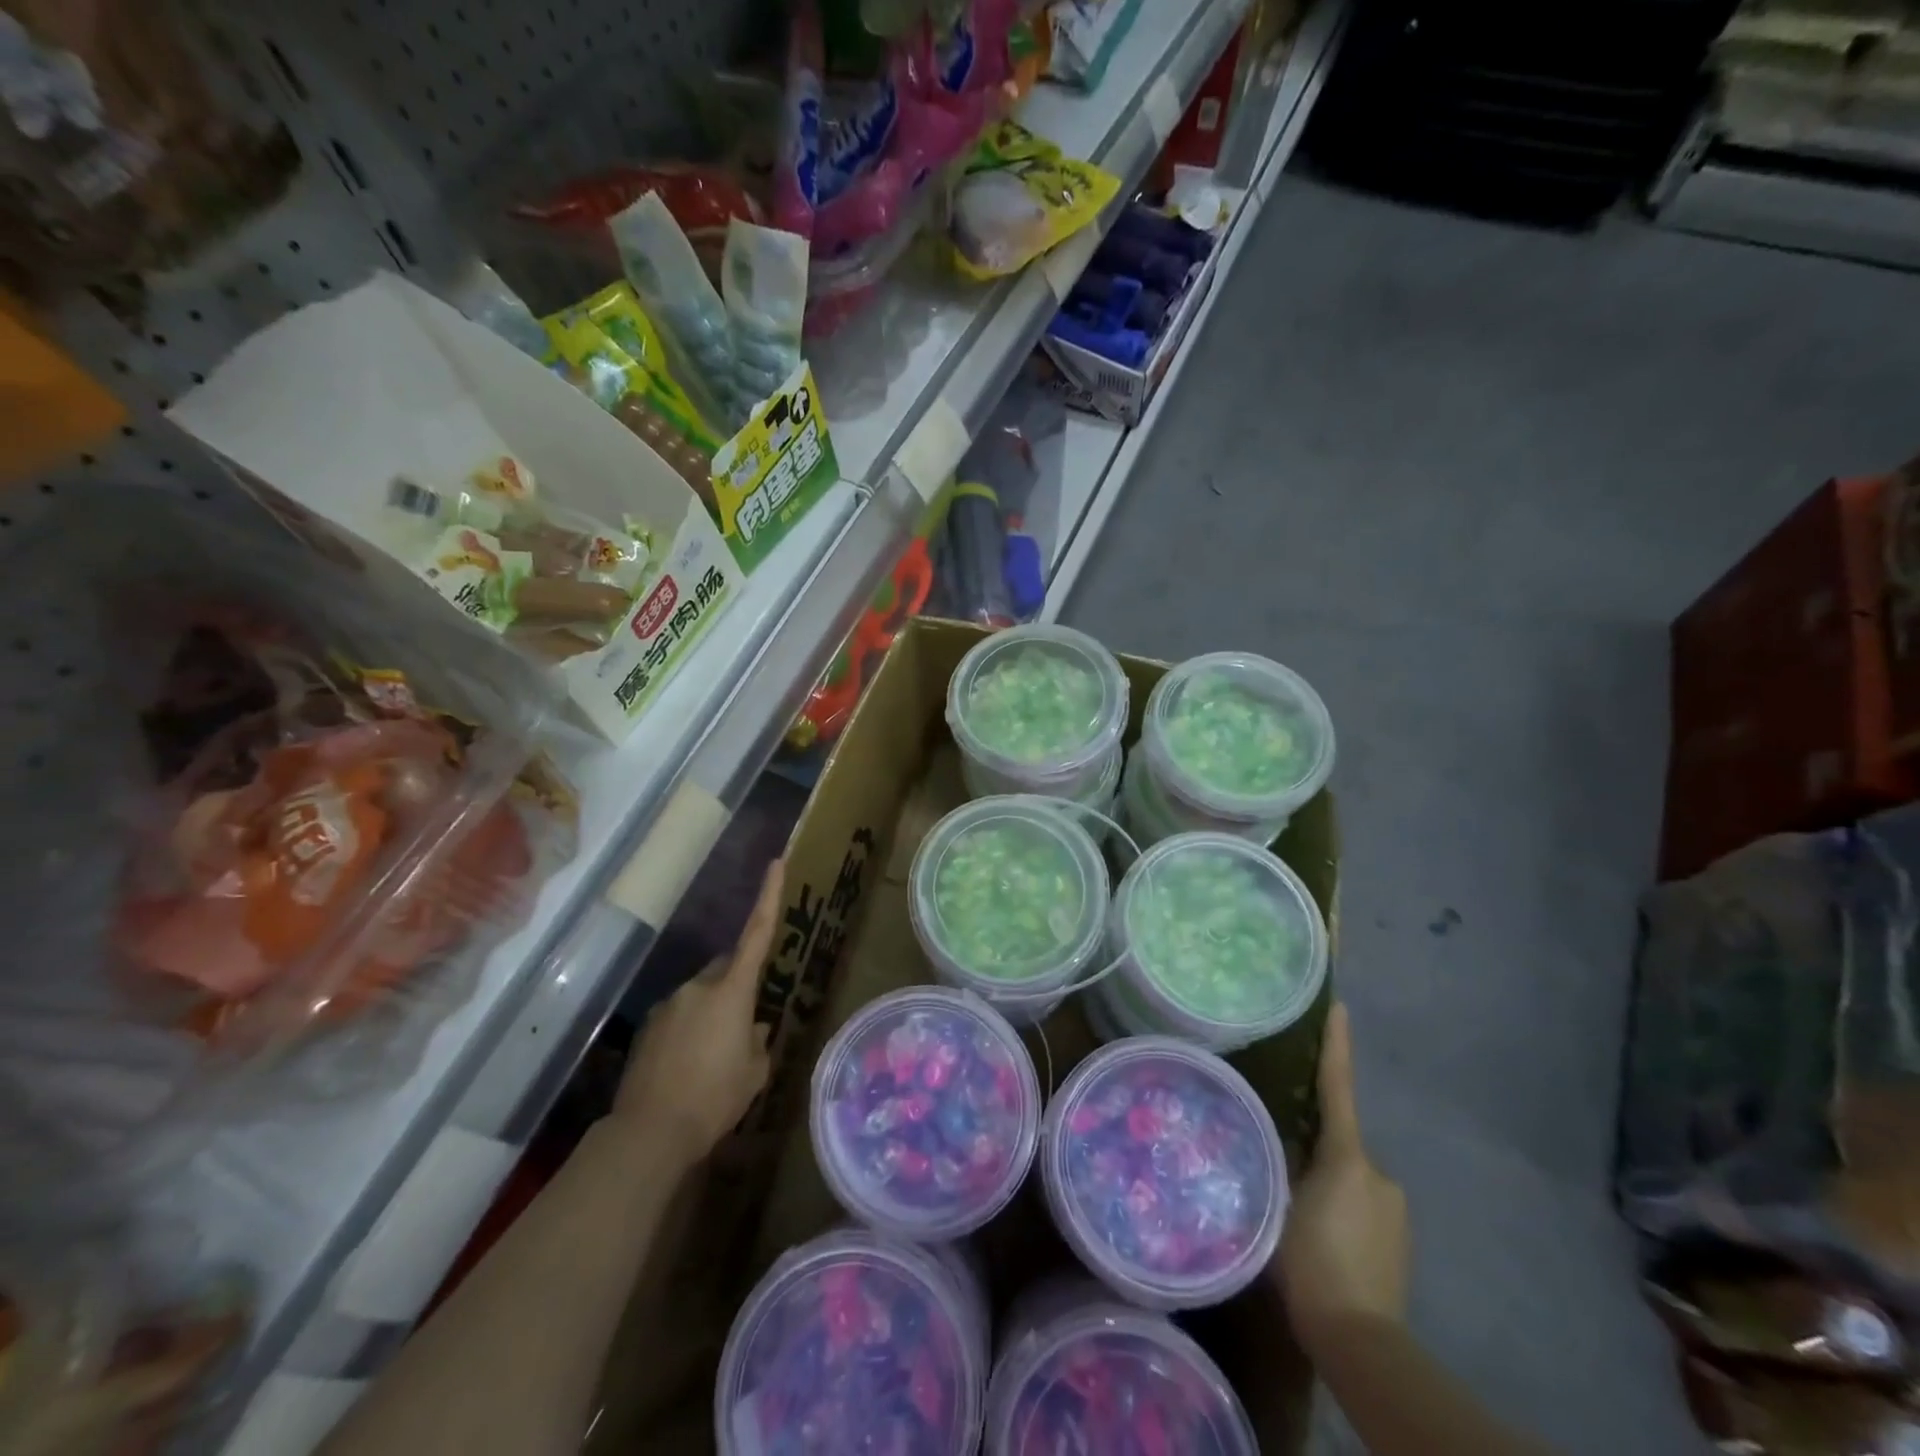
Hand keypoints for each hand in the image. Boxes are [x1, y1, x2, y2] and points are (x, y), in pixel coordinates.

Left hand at [612, 859, 783, 1163]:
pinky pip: (679, 1017)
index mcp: (732, 991)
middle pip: (726, 969)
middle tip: (746, 1021)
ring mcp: (668, 1005)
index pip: (756, 934)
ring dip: (712, 1013)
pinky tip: (690, 1067)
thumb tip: (753, 1028)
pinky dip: (690, 1031)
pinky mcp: (648, 1028)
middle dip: (737, 984)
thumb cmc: (715, 1098)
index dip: (769, 896)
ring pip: (701, 996)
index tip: (776, 863)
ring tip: (715, 1058)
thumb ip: (758, 1042)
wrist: (649, 1132)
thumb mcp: (754, 1073)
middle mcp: (698, 987)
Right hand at [1276, 1003, 1409, 1356]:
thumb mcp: (1277, 1204)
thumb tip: (1269, 1137)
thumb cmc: (1311, 1264)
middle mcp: (1379, 1173)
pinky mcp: (1399, 1238)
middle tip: (1280, 1165)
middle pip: (1338, 1141)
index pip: (1337, 1089)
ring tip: (1295, 1213)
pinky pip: (1361, 1204)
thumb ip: (1276, 1163)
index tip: (1339, 1008)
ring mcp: (1394, 1207)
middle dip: (1312, 1148)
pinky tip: (1320, 1239)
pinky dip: (1340, 1209)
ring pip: (1348, 1176)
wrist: (1361, 1341)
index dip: (1336, 1047)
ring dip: (1325, 1183)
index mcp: (1348, 1158)